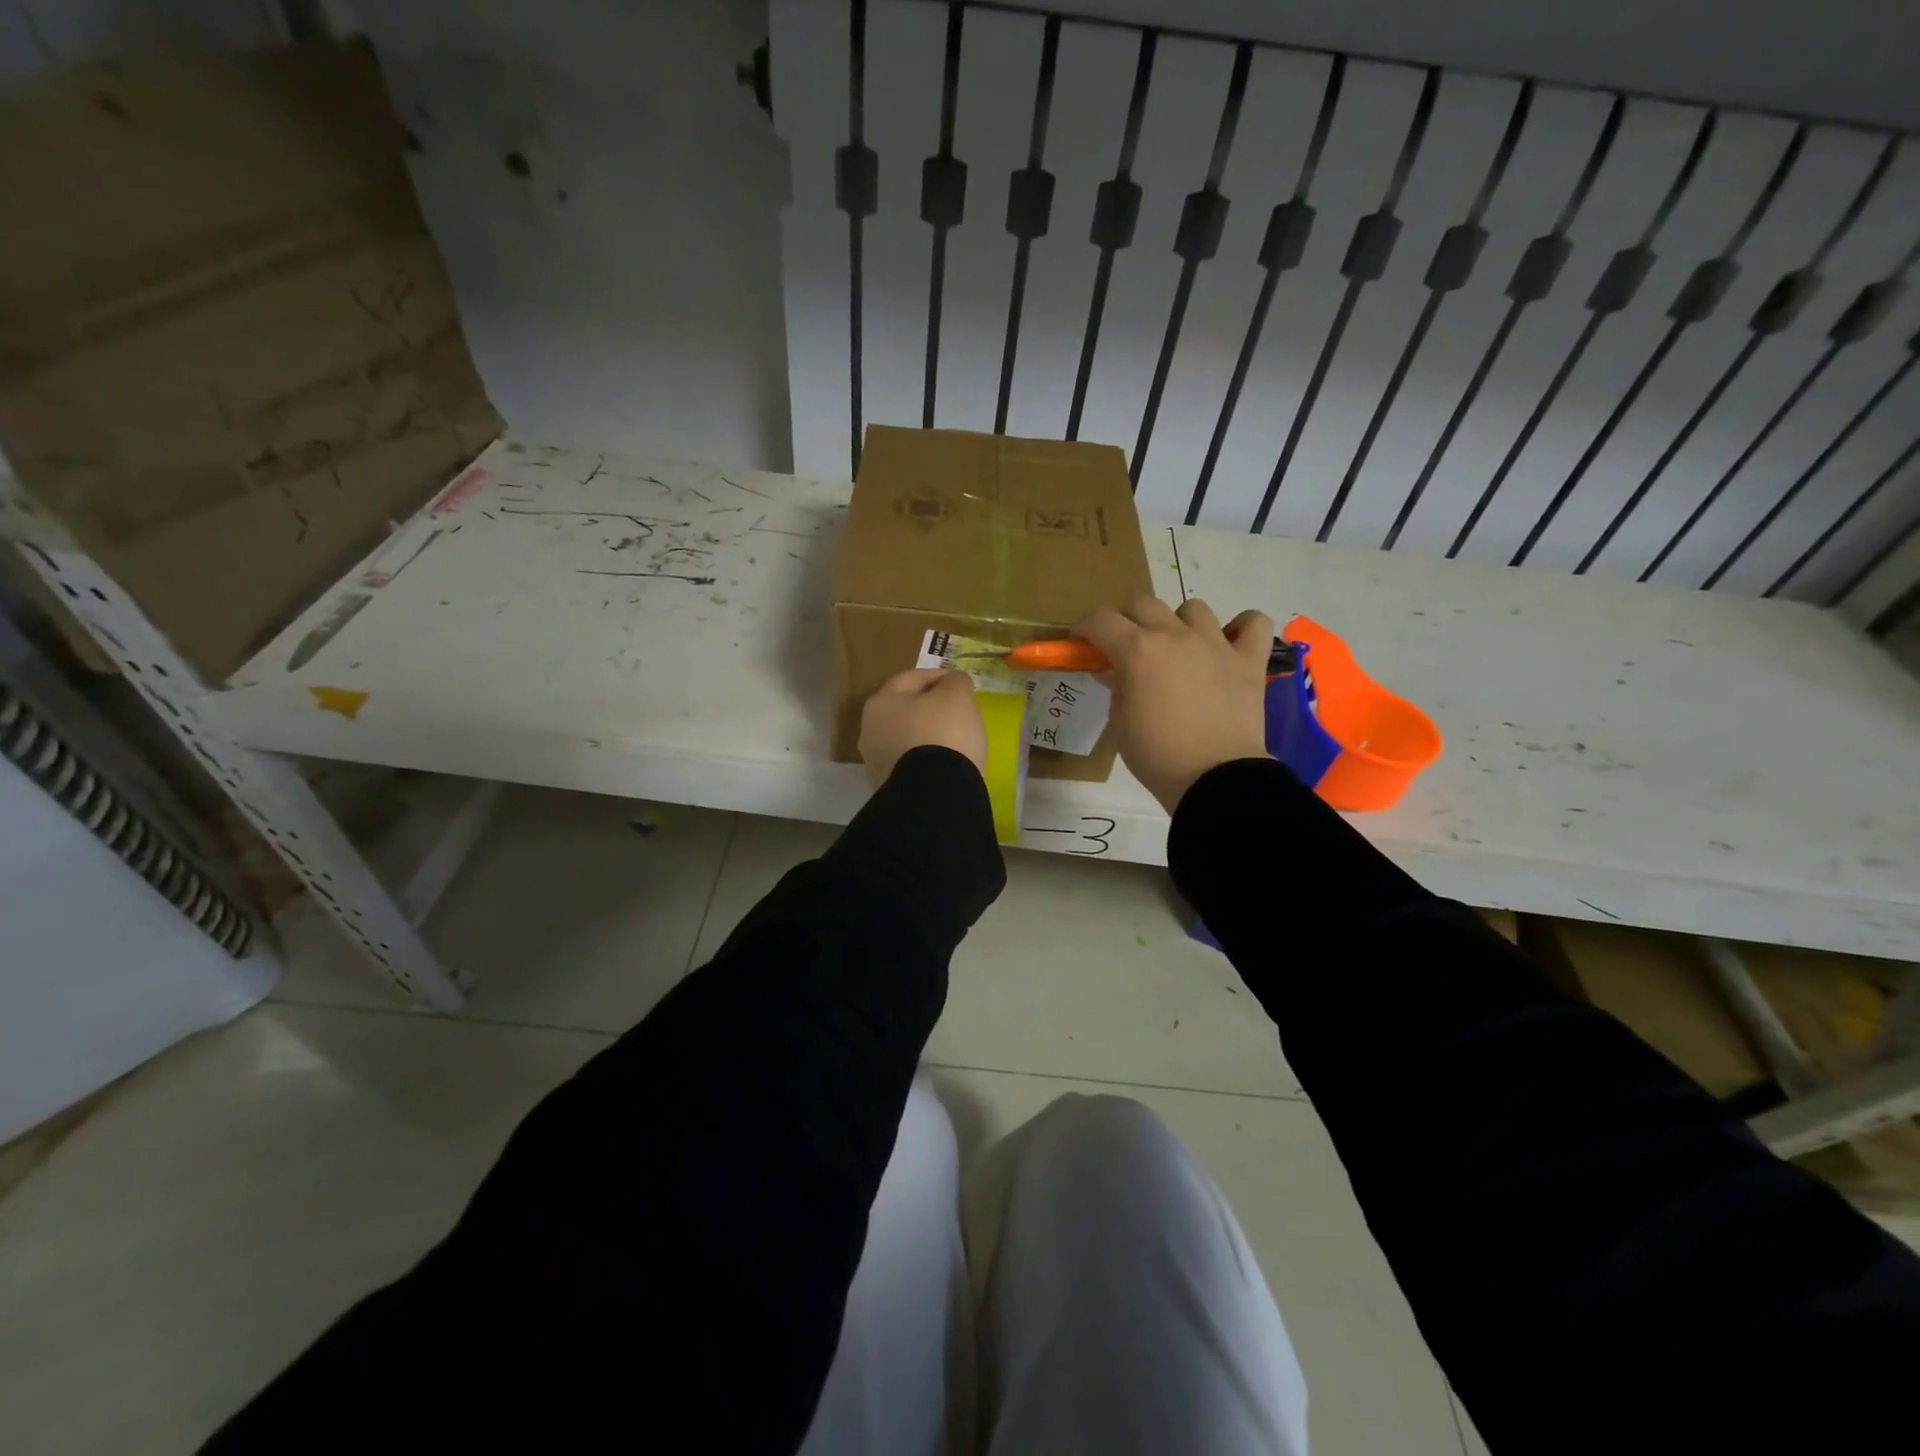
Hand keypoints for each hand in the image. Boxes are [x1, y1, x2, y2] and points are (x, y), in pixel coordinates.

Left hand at [858, 668, 988, 788]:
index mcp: (880, 703)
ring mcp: (876, 764)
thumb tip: (953, 681)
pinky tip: (946, 763)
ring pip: (907, 739)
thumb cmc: (943, 733)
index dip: (939, 676)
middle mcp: (870, 731)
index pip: (911, 679)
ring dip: (928, 735)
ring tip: (956, 739)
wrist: (934, 795)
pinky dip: (927, 759)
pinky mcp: (890, 789)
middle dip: (931, 707)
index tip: (961, 683)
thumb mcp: (957, 697)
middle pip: (906, 710)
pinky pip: (912, 764)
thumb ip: (956, 682)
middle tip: (959, 710)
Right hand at [1073, 596, 1273, 812]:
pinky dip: (1241, 628)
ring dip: (1178, 623)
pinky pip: (1253, 623)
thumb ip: (1116, 687)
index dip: (1084, 628)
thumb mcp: (1120, 722)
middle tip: (1125, 649)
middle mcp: (1175, 636)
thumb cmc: (1157, 755)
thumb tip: (1115, 670)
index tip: (1080, 643)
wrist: (1215, 779)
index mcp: (1137, 651)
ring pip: (1193, 608)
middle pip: (1143, 604)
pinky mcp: (1248, 660)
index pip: (1101, 621)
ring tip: (1178, 650)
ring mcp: (1216, 644)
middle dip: (1127, 621)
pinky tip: (1230, 644)